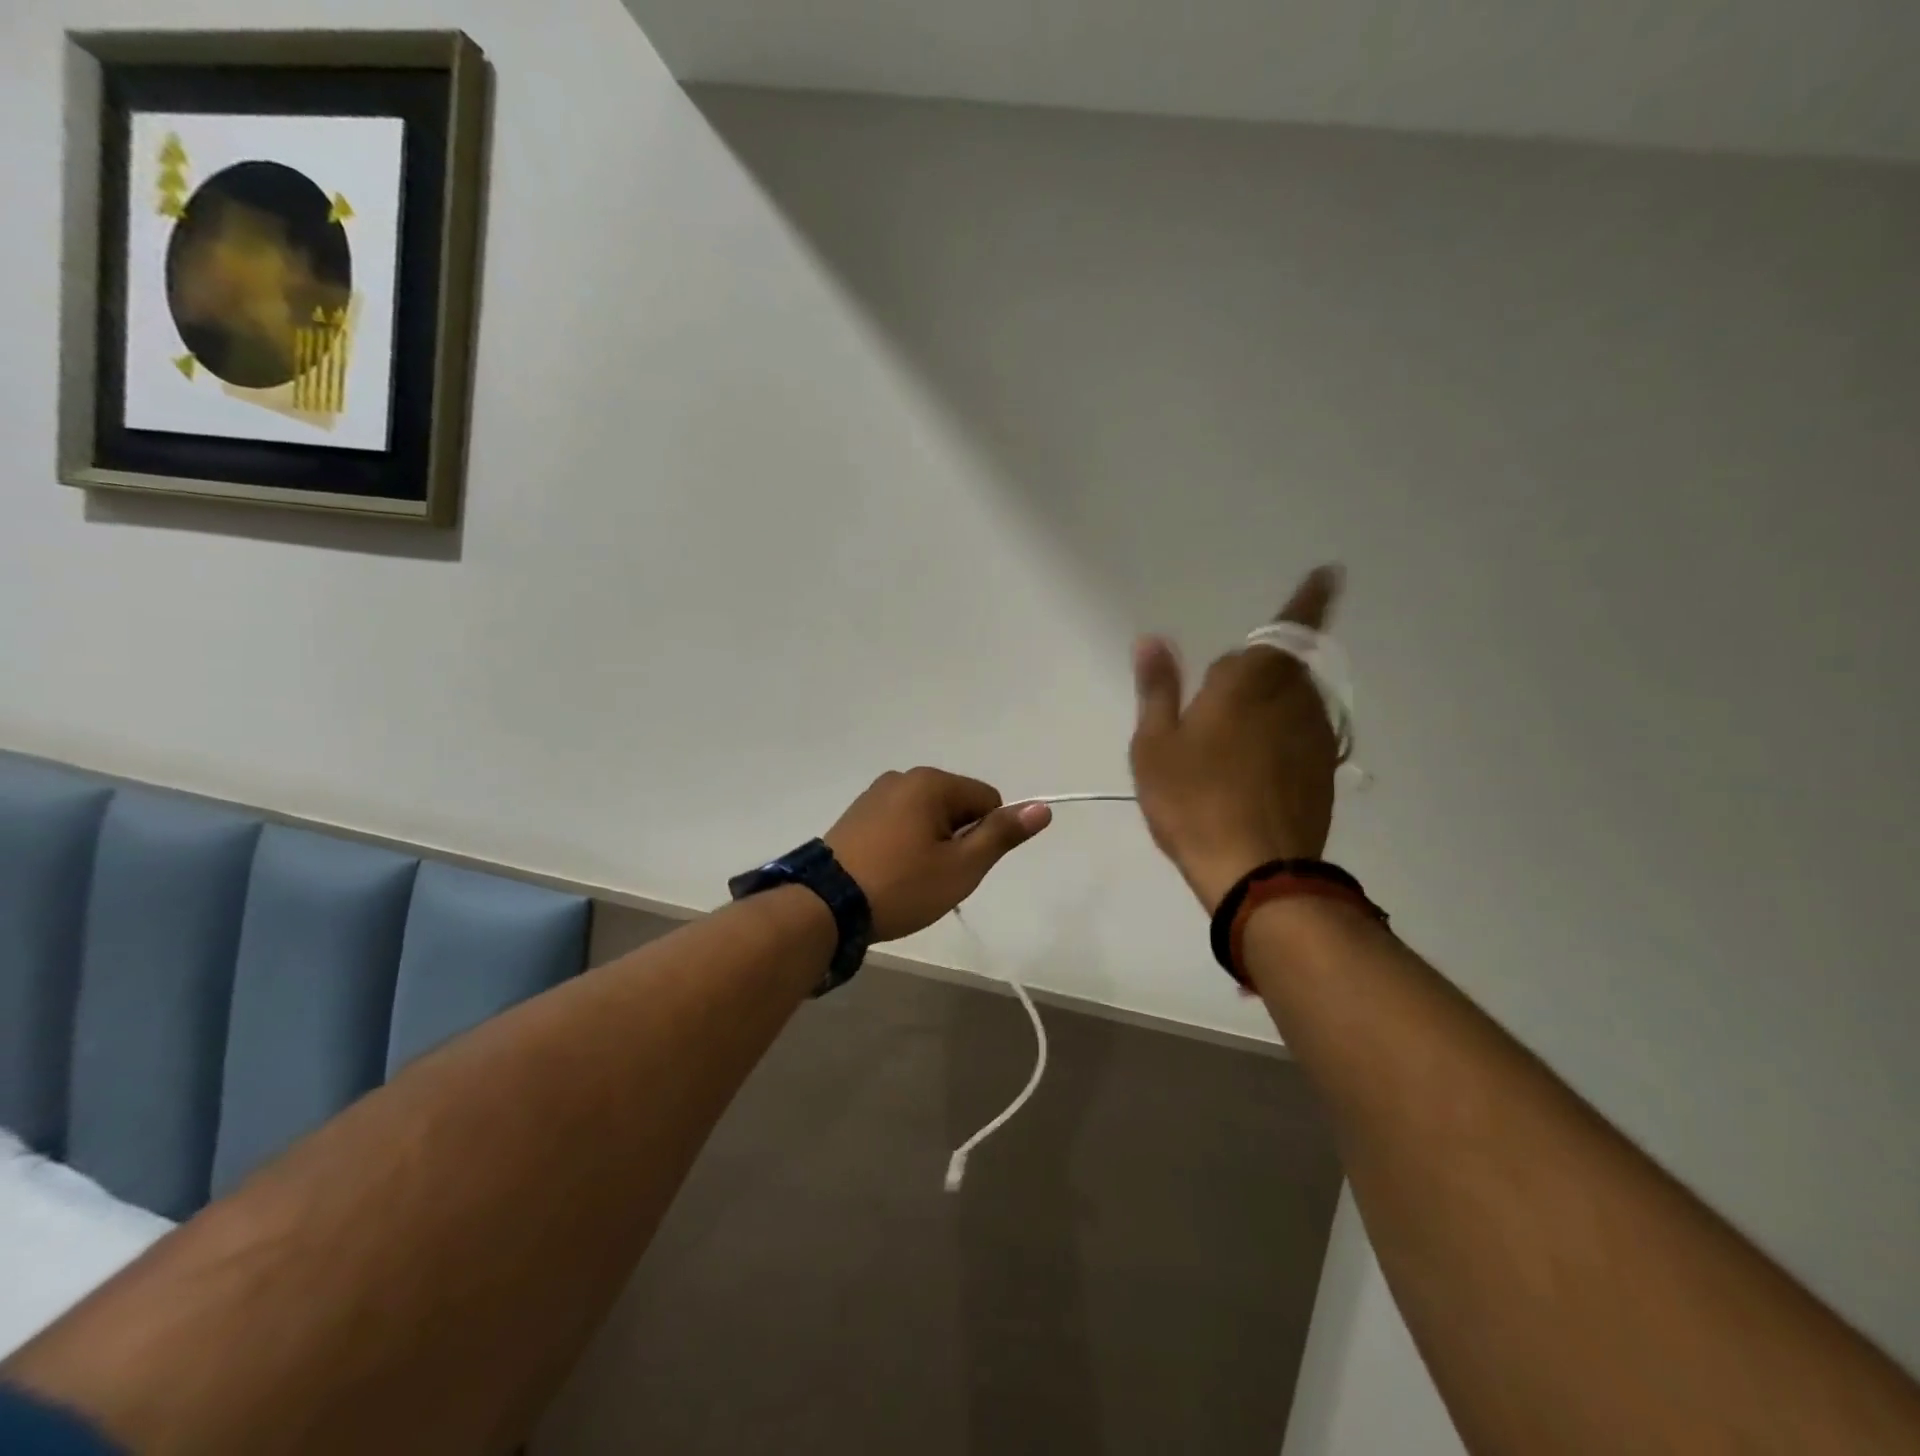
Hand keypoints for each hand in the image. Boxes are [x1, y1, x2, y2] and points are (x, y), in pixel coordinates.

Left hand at [825, 768, 1052, 940]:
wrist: (825, 906)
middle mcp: (902, 778)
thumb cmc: (902, 885)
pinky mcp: (856, 816)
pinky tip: (890, 874)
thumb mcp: (961, 866)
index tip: (962, 867)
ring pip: (927, 817)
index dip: (985, 837)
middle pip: (956, 806)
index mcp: (931, 782)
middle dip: (956, 840)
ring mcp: (875, 795)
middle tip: (936, 878)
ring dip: (931, 845)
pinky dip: (904, 846)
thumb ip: (1002, 834)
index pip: (987, 800)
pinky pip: (899, 824)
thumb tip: (1042, 807)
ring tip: (911, 880)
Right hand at [1129, 566, 1344, 912]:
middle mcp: (1295, 699)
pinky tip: (1253, 768)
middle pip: (1282, 666)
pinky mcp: (1324, 772)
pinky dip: (1281, 735)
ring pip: (1295, 701)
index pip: (1290, 625)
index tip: (1330, 573)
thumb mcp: (1155, 744)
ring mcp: (1316, 737)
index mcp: (1251, 681)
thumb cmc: (1193, 800)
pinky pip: (1302, 734)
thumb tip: (1152, 639)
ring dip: (1270, 704)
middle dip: (1256, 670)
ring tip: (1230, 740)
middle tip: (1215, 702)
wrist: (1256, 872)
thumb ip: (1158, 687)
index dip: (1311, 598)